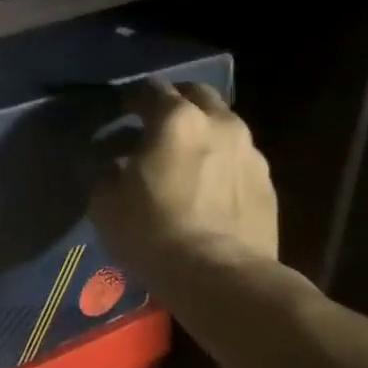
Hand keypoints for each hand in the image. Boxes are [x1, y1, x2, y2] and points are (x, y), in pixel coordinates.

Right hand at [89, 80, 278, 270]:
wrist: (222, 279)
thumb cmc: (153, 234)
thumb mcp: (104, 203)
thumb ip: (100, 170)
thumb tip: (101, 159)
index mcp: (176, 120)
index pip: (150, 89)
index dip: (130, 98)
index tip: (117, 112)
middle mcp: (219, 123)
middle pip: (195, 95)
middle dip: (173, 104)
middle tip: (152, 126)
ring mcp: (250, 152)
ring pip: (222, 125)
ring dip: (200, 133)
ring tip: (181, 161)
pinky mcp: (267, 184)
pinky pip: (237, 159)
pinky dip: (219, 162)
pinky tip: (205, 190)